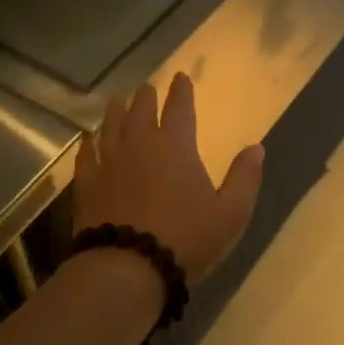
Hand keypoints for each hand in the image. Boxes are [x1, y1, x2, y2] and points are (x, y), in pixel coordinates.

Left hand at [73, 73, 264, 280]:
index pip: (179, 108)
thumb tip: (256, 148)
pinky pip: (86, 155)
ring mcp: (109, 163)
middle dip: (146, 97)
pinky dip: (89, 144)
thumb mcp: (230, 213)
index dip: (181, 91)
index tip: (180, 77)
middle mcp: (139, 145)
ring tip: (117, 102)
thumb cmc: (185, 238)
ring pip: (111, 126)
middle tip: (146, 88)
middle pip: (141, 111)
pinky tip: (88, 141)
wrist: (127, 267)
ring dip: (116, 111)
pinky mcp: (87, 184)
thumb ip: (244, 178)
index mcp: (175, 147)